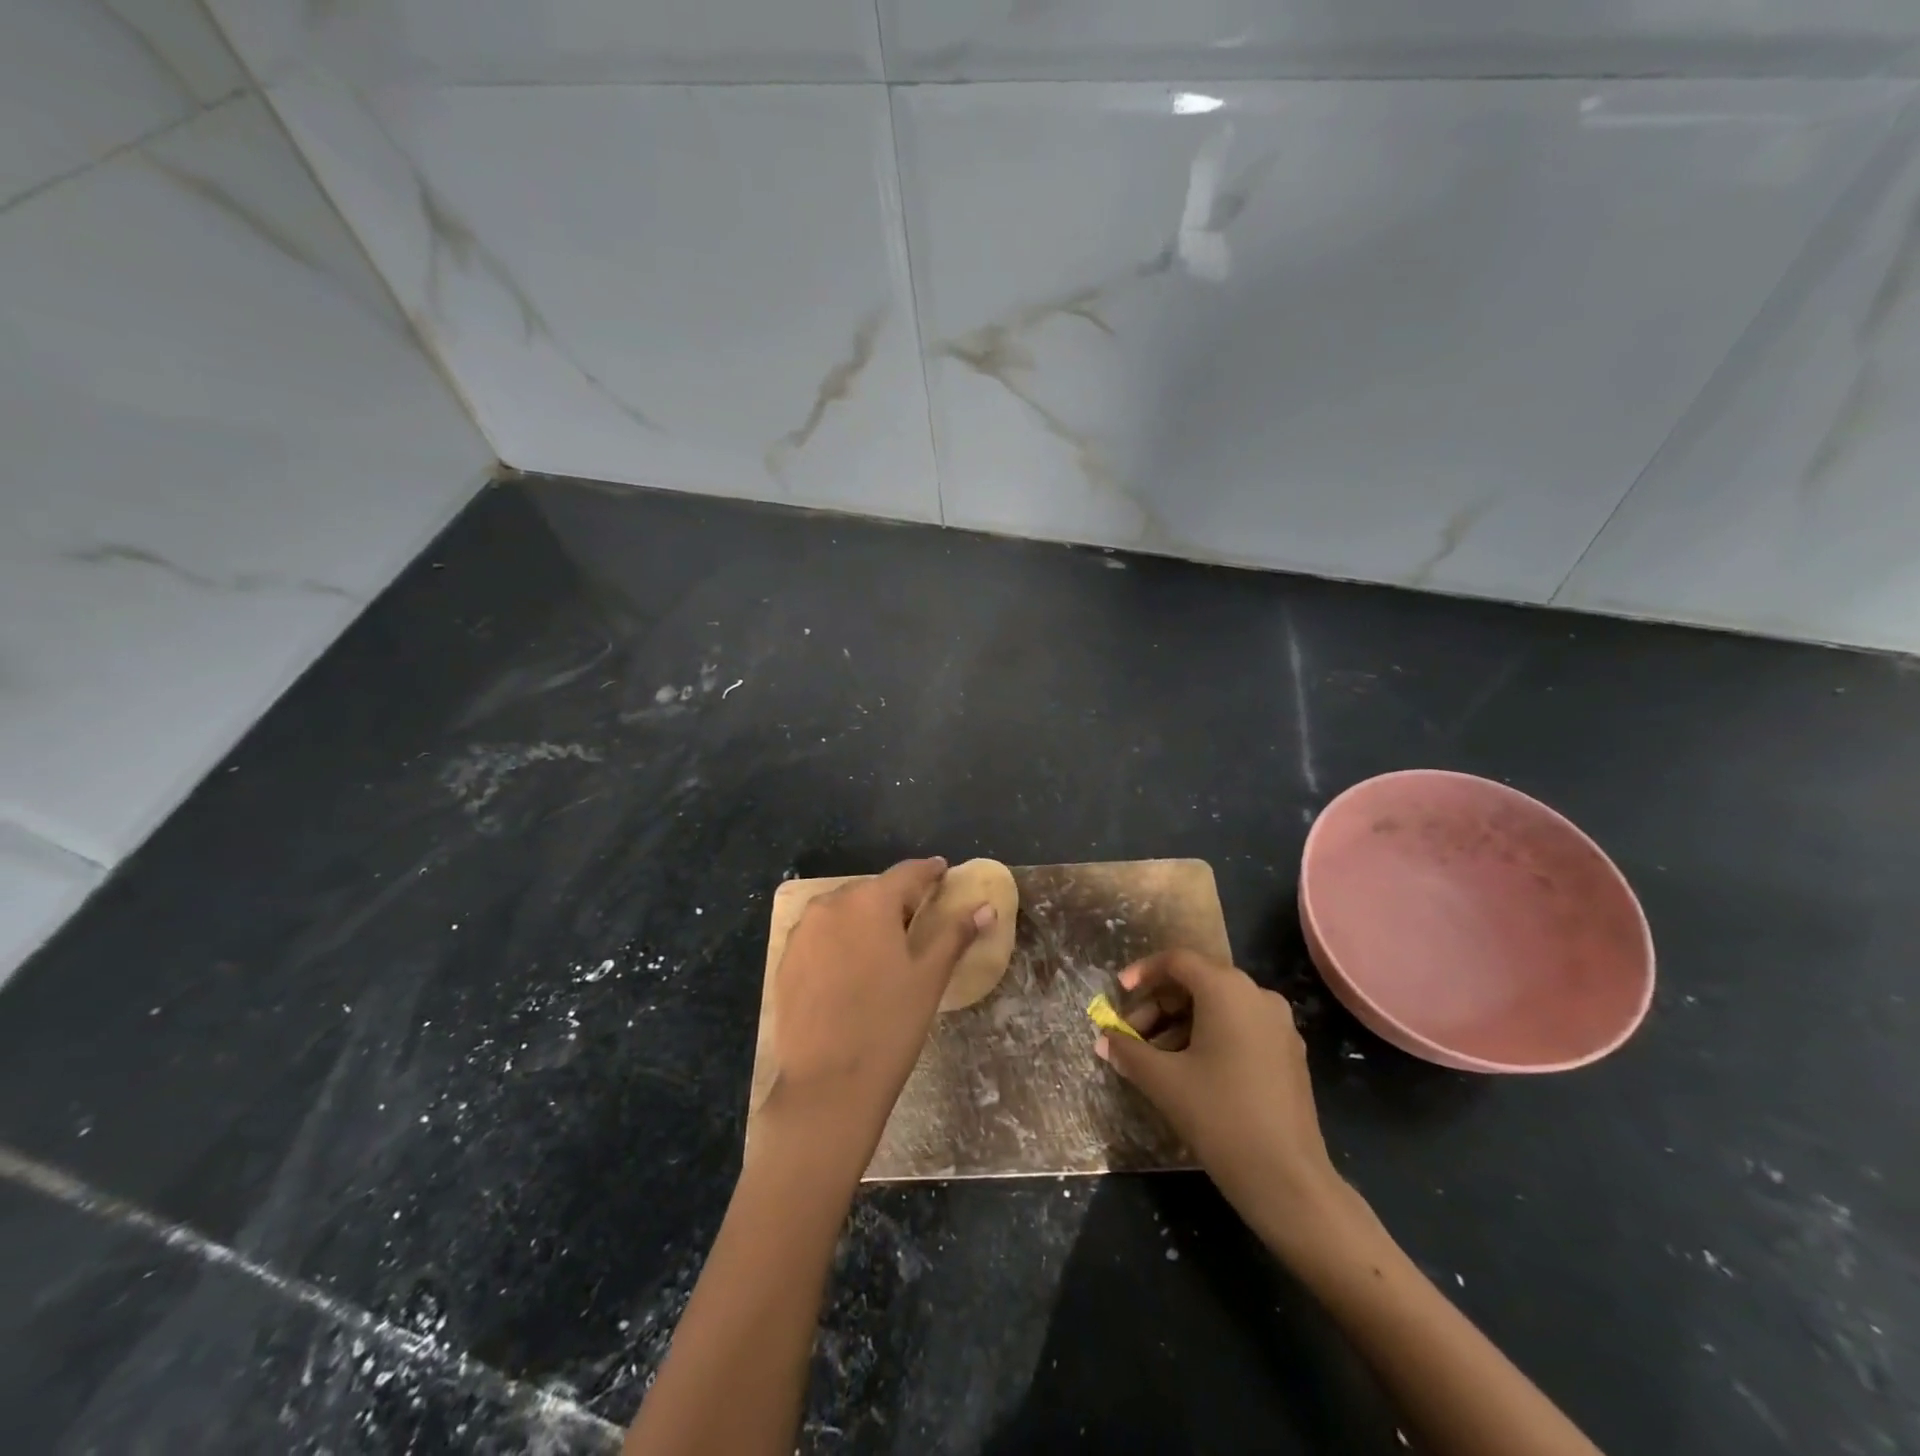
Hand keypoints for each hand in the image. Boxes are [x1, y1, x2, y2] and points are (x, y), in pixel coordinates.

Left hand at [759, 857, 994, 1174]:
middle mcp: (832, 904)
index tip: (942, 871)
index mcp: (871, 901)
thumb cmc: (889, 1024)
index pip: (907, 873)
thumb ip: (955, 934)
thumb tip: (986, 908)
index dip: (929, 871)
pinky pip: (820, 934)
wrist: (827, 1084)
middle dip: (896, 899)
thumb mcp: (930, 976)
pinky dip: (840, 939)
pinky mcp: (786, 959)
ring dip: (866, 918)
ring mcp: (803, 931)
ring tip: (885, 944)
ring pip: (843, 911)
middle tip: (918, 917)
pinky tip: (852, 967)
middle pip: (873, 891)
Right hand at [1095, 950, 1344, 1253]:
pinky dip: (1208, 1037)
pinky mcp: (1288, 1053)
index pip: (1177, 961)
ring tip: (1155, 1059)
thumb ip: (1128, 1051)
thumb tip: (1103, 1039)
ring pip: (1218, 1007)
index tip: (1119, 994)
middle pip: (1197, 982)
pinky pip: (1239, 1027)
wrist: (1288, 1180)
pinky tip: (1188, 1070)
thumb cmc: (1219, 1116)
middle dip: (1158, 1005)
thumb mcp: (1164, 1081)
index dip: (1143, 972)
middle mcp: (1257, 995)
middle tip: (1131, 1035)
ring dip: (1180, 1024)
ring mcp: (1278, 1025)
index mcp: (1227, 989)